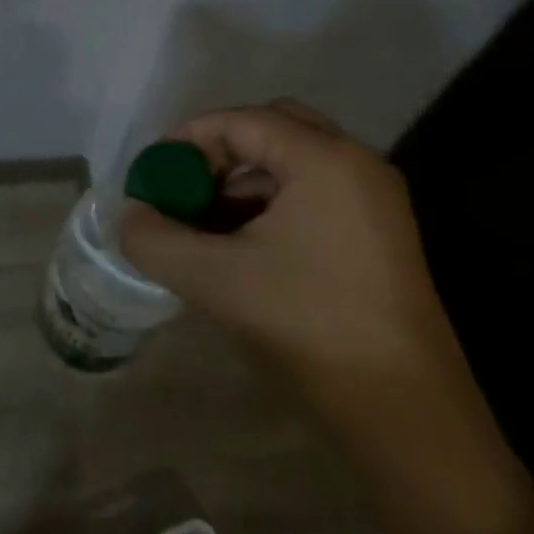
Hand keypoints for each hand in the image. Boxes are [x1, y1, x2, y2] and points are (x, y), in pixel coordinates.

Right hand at [120, 102, 504, 490]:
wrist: (405, 412)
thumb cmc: (308, 324)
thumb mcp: (214, 278)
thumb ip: (154, 238)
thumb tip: (128, 216)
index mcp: (324, 160)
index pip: (240, 121)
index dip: (187, 140)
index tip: (152, 175)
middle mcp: (356, 165)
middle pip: (272, 129)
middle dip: (219, 153)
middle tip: (184, 189)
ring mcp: (375, 200)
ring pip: (293, 163)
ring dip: (243, 182)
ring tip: (205, 224)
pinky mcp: (380, 234)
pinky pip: (314, 194)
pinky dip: (271, 205)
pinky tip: (242, 246)